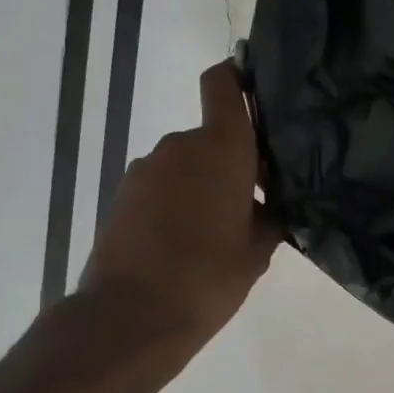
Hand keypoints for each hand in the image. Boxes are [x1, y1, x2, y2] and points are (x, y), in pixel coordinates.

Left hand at [77, 61, 283, 356]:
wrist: (132, 315)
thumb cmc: (208, 277)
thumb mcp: (257, 252)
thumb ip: (269, 219)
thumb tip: (270, 208)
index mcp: (220, 148)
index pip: (224, 84)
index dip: (239, 77)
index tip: (257, 91)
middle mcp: (179, 146)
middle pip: (211, 136)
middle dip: (233, 162)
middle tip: (255, 203)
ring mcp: (145, 169)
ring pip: (187, 165)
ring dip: (204, 186)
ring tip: (219, 233)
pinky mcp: (123, 196)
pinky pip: (163, 187)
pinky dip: (178, 203)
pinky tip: (188, 244)